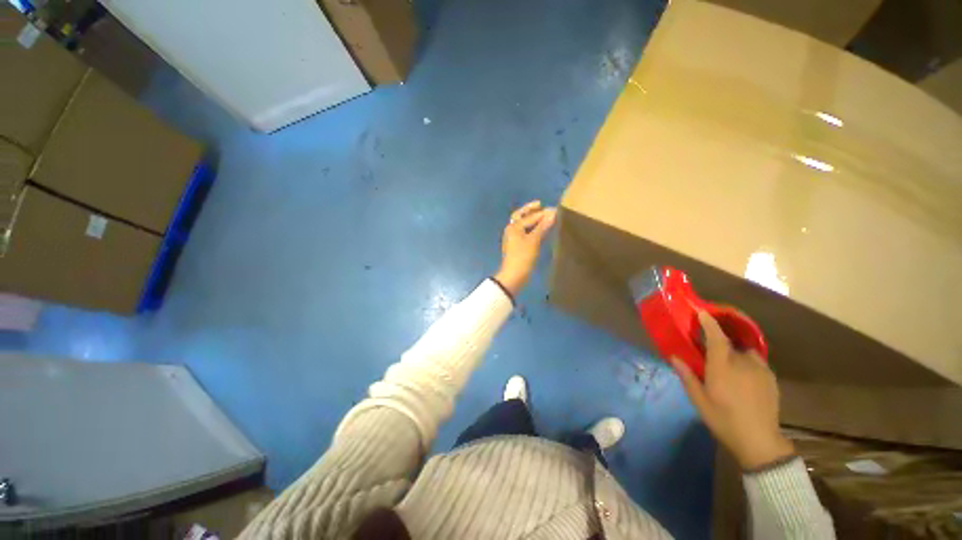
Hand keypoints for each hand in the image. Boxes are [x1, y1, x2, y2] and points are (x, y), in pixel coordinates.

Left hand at [494, 201, 556, 295]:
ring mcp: (513, 238)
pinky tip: (540, 230)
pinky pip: (524, 232)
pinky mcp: (516, 246)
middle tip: (540, 205)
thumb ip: (542, 226)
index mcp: (514, 227)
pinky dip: (531, 228)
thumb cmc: (523, 257)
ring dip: (531, 219)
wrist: (513, 275)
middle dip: (530, 210)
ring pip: (522, 224)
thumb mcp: (534, 241)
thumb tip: (553, 213)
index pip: (529, 216)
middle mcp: (511, 230)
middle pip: (520, 216)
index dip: (542, 213)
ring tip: (543, 216)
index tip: (555, 209)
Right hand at [672, 311, 794, 469]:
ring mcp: (760, 370)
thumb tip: (673, 357)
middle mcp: (743, 363)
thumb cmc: (724, 419)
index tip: (702, 313)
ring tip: (728, 364)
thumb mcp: (699, 400)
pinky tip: (743, 376)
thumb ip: (687, 376)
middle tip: (709, 348)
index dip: (709, 323)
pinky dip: (747, 362)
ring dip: (734, 352)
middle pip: (730, 343)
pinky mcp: (771, 378)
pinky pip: (756, 362)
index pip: (716, 338)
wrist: (759, 441)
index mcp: (722, 366)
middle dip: (719, 341)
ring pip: (745, 352)